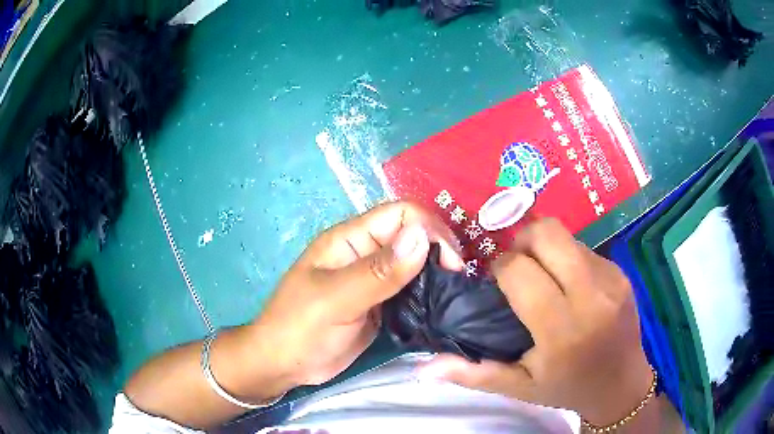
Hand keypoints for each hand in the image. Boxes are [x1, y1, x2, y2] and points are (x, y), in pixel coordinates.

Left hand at [252, 201, 462, 386]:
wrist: (283, 364)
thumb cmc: (300, 328)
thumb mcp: (335, 300)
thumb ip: (378, 272)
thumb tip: (422, 236)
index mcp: (350, 239)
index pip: (401, 214)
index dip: (430, 230)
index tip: (452, 265)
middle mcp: (365, 253)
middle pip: (412, 236)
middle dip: (439, 251)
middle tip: (458, 282)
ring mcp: (374, 279)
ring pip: (415, 263)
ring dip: (437, 274)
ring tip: (455, 295)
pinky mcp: (381, 303)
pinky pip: (411, 290)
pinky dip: (428, 294)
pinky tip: (441, 307)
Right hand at [418, 218, 652, 426]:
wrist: (621, 384)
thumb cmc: (567, 387)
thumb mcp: (519, 387)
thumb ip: (473, 374)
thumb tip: (424, 366)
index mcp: (562, 330)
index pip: (520, 271)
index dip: (500, 268)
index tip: (497, 282)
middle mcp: (591, 297)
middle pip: (547, 233)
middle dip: (522, 240)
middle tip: (516, 265)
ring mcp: (611, 279)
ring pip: (566, 236)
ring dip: (545, 248)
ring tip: (542, 275)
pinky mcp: (621, 272)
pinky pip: (585, 248)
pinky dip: (567, 257)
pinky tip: (567, 283)